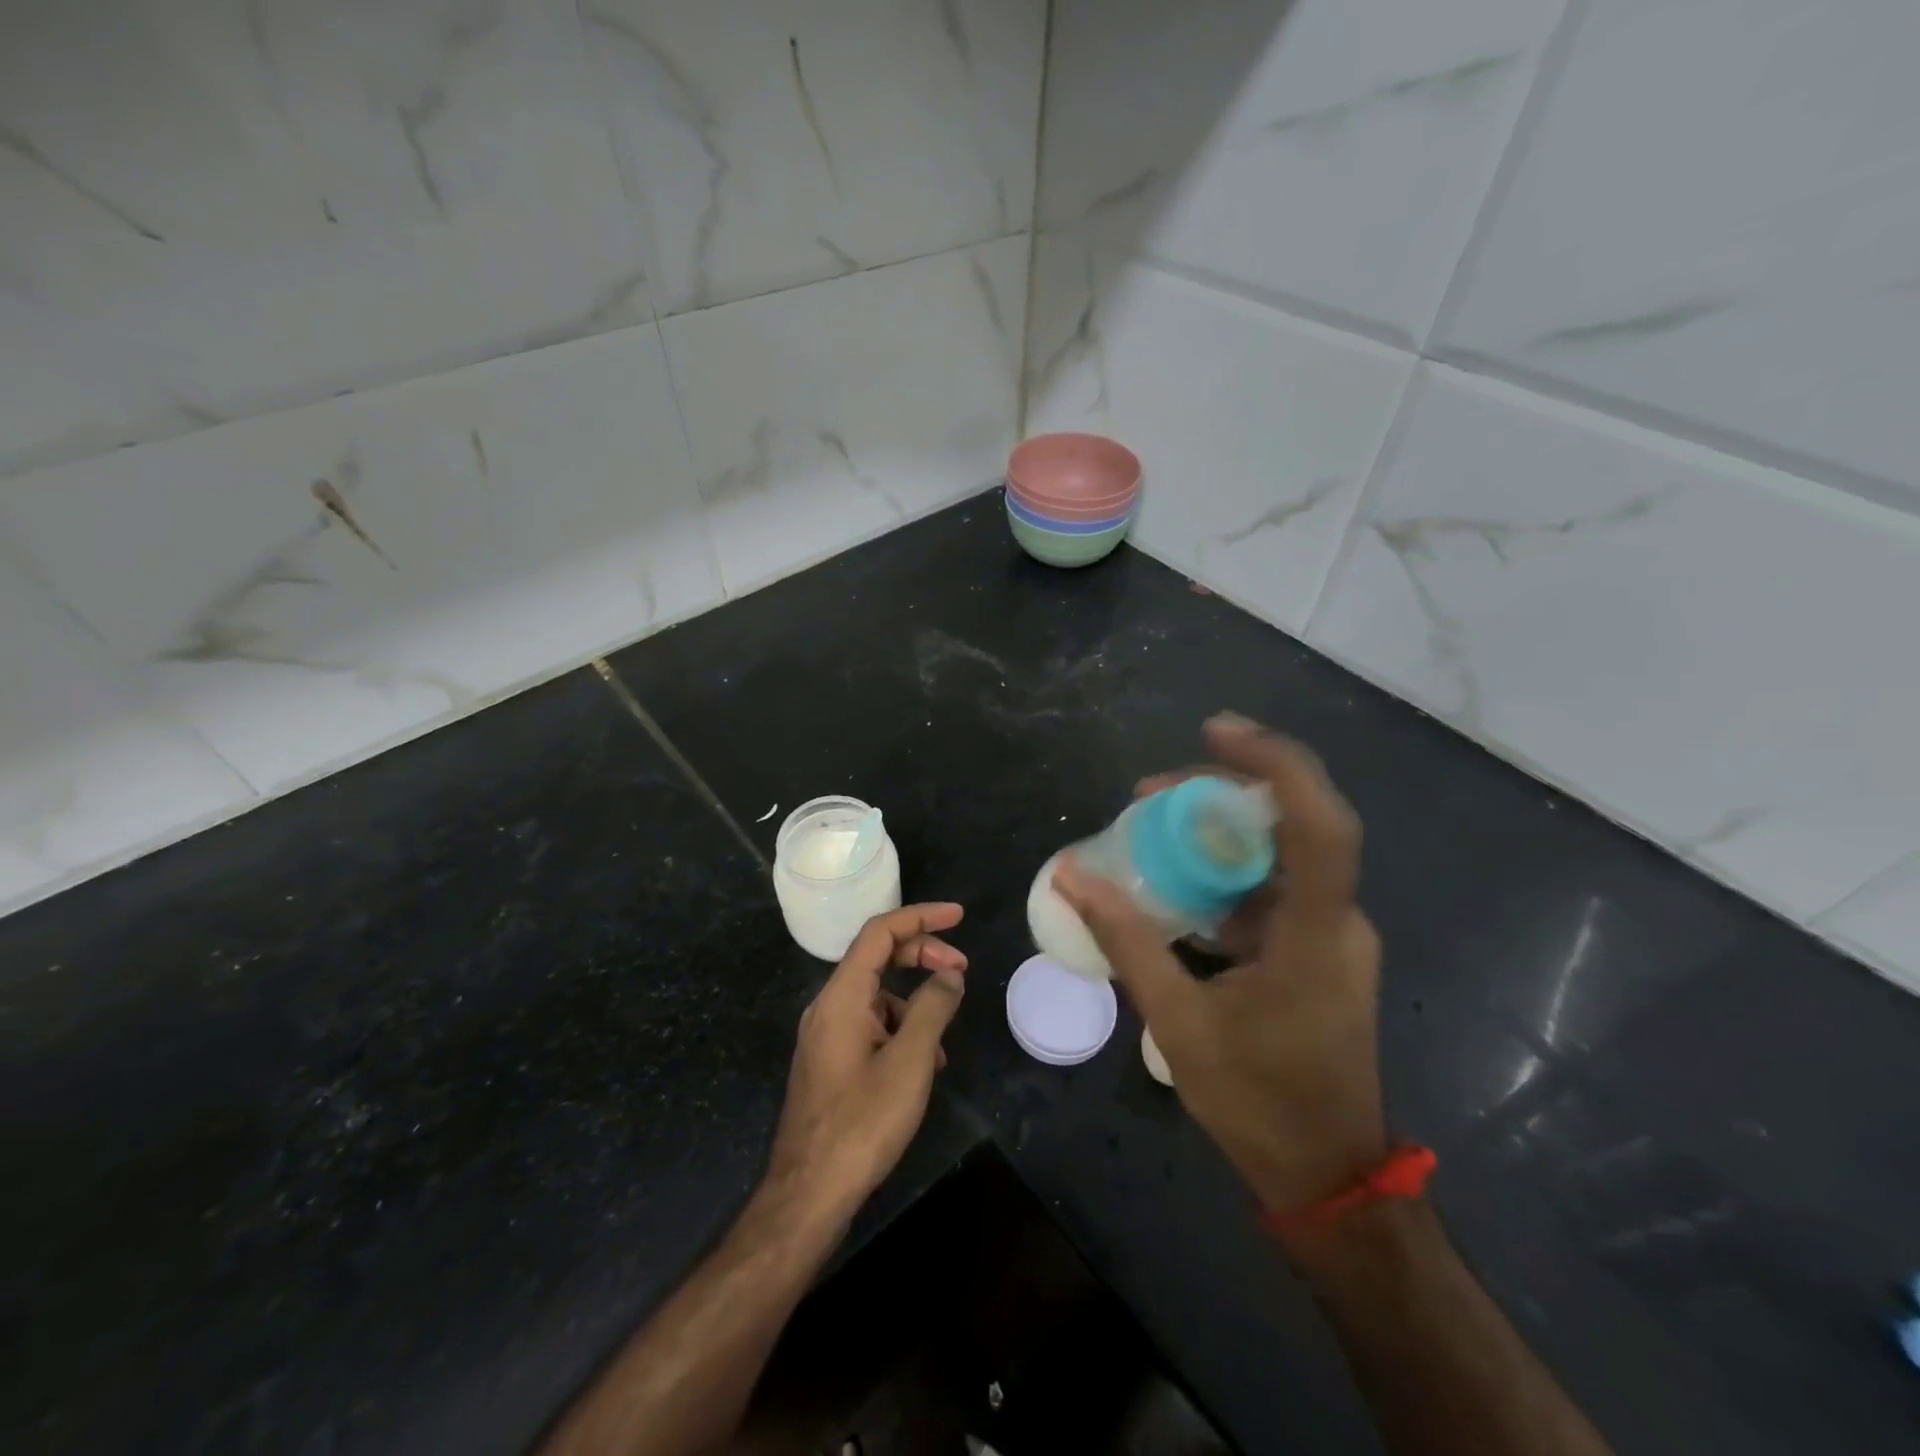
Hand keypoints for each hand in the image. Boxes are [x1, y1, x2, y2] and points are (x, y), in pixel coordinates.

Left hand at [764, 903, 967, 1225]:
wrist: (809, 1192)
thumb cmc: (862, 1122)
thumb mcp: (910, 1061)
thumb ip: (933, 1008)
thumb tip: (950, 974)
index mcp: (842, 996)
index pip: (880, 932)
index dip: (920, 917)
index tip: (958, 916)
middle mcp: (828, 1006)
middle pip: (878, 958)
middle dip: (922, 956)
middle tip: (962, 968)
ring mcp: (826, 1034)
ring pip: (876, 996)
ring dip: (914, 1002)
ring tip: (944, 1040)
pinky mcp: (829, 1060)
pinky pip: (869, 1025)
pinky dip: (900, 1030)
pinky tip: (921, 1066)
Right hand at [1053, 715, 1386, 1212]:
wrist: (1326, 1174)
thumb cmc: (1258, 1101)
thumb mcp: (1179, 1020)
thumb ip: (1127, 942)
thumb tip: (1071, 876)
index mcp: (1317, 933)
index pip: (1319, 823)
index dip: (1273, 764)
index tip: (1214, 731)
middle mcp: (1337, 921)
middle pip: (1293, 824)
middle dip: (1223, 792)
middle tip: (1151, 791)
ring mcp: (1329, 936)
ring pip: (1279, 856)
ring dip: (1219, 834)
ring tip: (1150, 827)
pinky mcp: (1316, 952)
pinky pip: (1271, 890)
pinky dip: (1224, 874)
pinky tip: (1176, 884)